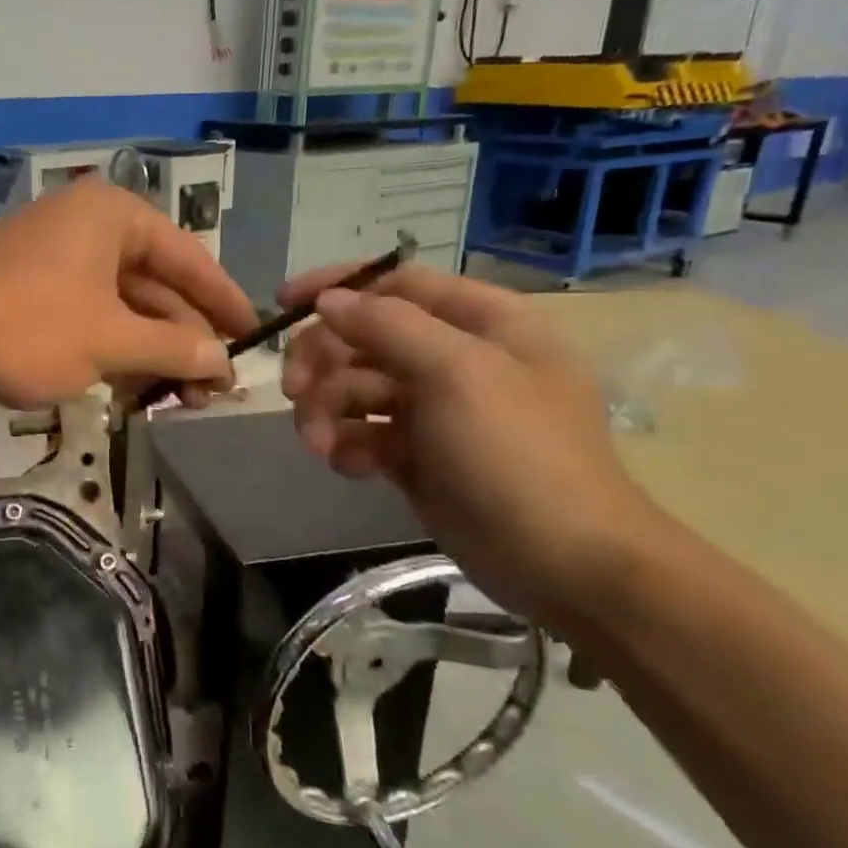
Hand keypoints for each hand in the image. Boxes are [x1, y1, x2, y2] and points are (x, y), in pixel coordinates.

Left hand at [0, 179, 258, 409]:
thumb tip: (222, 360)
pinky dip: (110, 352)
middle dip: (183, 339)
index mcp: (114, 216)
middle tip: (212, 390)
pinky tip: (131, 392)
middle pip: (155, 284)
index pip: (189, 257)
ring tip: (178, 401)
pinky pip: (87, 317)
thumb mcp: (110, 341)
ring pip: (120, 306)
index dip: (224, 301)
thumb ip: (172, 348)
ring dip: (148, 353)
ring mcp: (55, 258)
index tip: (255, 336)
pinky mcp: (30, 290)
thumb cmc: (27, 326)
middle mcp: (88, 226)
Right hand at [279, 263, 667, 625]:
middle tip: (293, 391)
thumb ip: (387, 325)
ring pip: (356, 388)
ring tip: (319, 446)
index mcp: (483, 322)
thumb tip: (328, 301)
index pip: (397, 283)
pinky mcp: (417, 454)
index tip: (284, 304)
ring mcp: (436, 409)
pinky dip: (347, 445)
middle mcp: (457, 357)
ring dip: (327, 411)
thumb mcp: (457, 373)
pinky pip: (364, 433)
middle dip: (323, 362)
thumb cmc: (517, 454)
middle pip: (365, 337)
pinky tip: (349, 467)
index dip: (338, 287)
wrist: (563, 564)